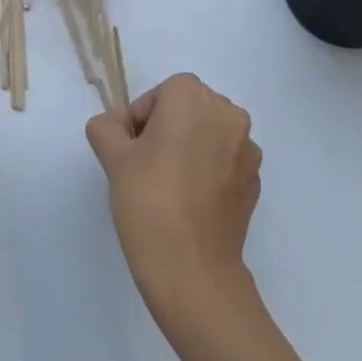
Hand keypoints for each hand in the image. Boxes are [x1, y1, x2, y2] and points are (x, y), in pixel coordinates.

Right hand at [86, 73, 261, 329]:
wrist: (191, 268)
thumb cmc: (148, 201)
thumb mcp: (112, 157)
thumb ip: (107, 127)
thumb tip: (116, 126)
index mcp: (193, 100)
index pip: (163, 92)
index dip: (142, 117)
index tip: (130, 149)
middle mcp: (228, 115)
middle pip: (190, 108)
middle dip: (167, 128)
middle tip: (144, 165)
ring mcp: (248, 149)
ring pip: (210, 134)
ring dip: (190, 147)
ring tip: (168, 185)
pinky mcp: (254, 181)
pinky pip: (225, 161)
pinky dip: (208, 170)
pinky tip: (190, 203)